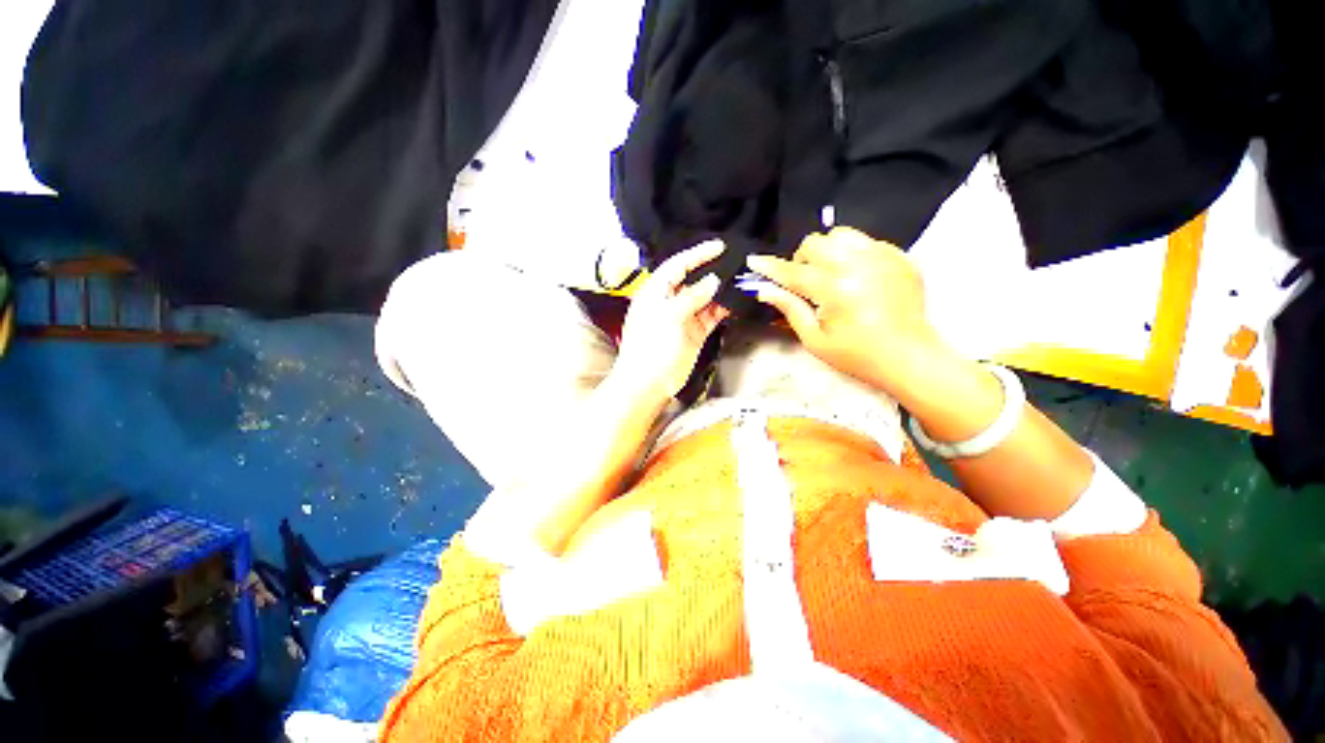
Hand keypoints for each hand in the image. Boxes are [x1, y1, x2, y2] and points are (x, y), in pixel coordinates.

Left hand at [614, 240, 729, 401]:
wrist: (648, 384)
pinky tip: (736, 302)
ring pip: (705, 297)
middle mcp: (669, 301)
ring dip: (720, 290)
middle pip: (693, 280)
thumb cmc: (650, 348)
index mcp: (655, 292)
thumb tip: (713, 281)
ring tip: (741, 280)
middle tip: (735, 262)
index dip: (697, 254)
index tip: (718, 246)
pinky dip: (722, 309)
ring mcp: (683, 317)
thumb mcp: (668, 316)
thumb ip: (691, 297)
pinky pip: (711, 315)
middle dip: (712, 271)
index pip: (677, 265)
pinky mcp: (694, 332)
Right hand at [748, 227, 941, 394]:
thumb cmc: (857, 355)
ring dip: (827, 251)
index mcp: (834, 289)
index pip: (793, 271)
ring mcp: (883, 257)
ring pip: (841, 234)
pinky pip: (867, 241)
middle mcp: (857, 265)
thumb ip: (790, 309)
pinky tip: (857, 277)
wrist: (909, 357)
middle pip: (816, 242)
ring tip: (831, 274)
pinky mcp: (900, 257)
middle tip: (806, 282)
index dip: (770, 267)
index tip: (754, 261)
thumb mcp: (815, 340)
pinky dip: (853, 254)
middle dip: (802, 259)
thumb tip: (765, 290)